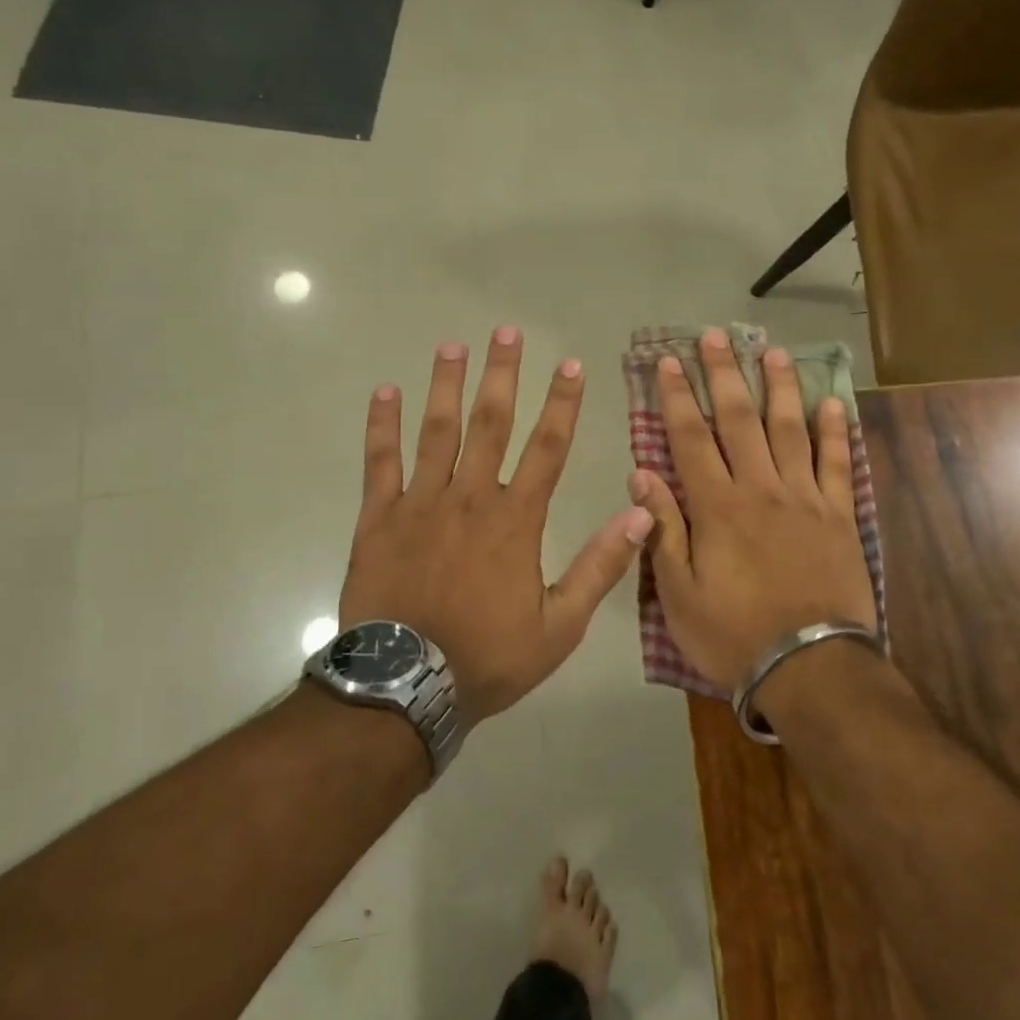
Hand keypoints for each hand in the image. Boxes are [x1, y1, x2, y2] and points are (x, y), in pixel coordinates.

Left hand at [340, 328, 653, 724]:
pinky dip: (382, 427)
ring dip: (446, 386)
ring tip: (452, 346)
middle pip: (490, 424)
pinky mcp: (378, 519)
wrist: (406, 687)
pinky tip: (384, 392)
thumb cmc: (488, 657)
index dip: (562, 404)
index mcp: (515, 520)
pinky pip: (380, 462)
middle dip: (502, 375)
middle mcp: (470, 498)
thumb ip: (600, 567)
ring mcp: (420, 504)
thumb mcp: (560, 625)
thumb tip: (641, 514)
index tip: (570, 365)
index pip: (548, 448)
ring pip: (436, 432)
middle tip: (506, 331)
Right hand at [630, 328, 876, 691]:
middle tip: (716, 336)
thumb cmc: (734, 633)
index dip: (676, 396)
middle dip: (723, 374)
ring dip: (779, 388)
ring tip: (772, 352)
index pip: (690, 437)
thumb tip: (642, 473)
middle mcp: (761, 488)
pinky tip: (833, 403)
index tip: (667, 361)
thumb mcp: (679, 593)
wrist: (811, 666)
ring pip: (790, 430)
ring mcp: (805, 499)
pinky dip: (836, 432)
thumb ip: (663, 529)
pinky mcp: (840, 516)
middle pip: (739, 420)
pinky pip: (838, 464)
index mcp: (717, 506)